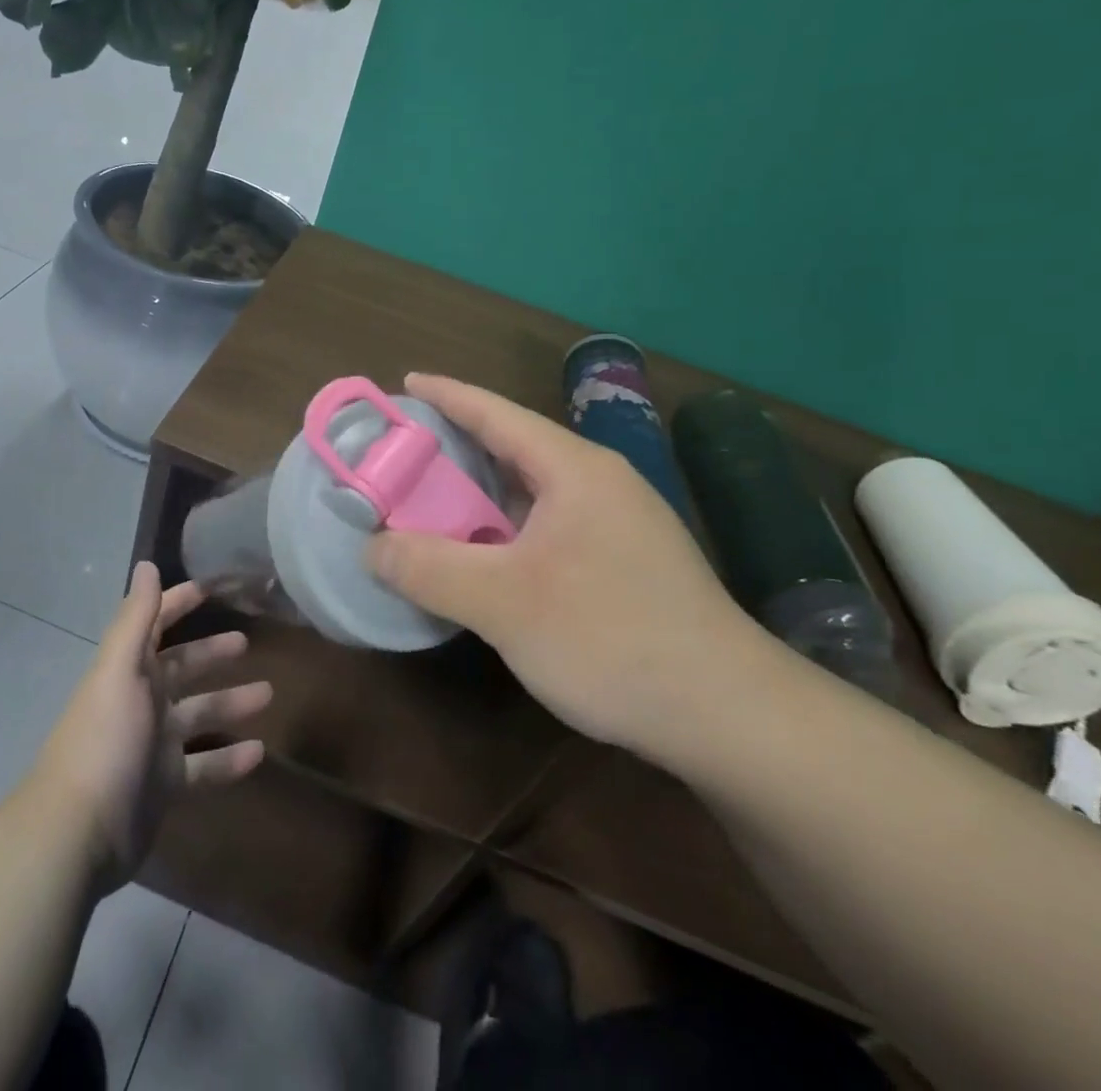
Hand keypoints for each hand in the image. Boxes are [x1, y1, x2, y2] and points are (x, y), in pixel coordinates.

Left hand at [31, 564, 270, 888]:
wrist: (78, 832)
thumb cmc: (105, 739)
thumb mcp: (121, 670)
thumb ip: (137, 618)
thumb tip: (146, 564)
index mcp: (128, 670)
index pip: (156, 624)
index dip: (179, 603)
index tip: (212, 587)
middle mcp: (141, 701)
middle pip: (182, 668)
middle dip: (212, 653)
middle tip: (248, 643)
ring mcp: (153, 745)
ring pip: (199, 714)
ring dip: (230, 703)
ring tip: (269, 694)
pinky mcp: (164, 785)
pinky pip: (204, 765)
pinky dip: (229, 759)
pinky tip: (259, 754)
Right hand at [364, 374, 770, 761]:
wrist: (729, 717)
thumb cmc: (611, 639)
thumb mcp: (504, 604)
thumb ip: (429, 568)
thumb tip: (372, 548)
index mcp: (574, 470)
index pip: (497, 413)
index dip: (446, 395)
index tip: (404, 383)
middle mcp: (599, 483)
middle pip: (514, 447)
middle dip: (456, 446)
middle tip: (401, 453)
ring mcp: (619, 524)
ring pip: (532, 491)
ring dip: (480, 493)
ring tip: (430, 501)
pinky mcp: (625, 563)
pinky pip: (548, 526)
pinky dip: (505, 529)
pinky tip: (483, 555)